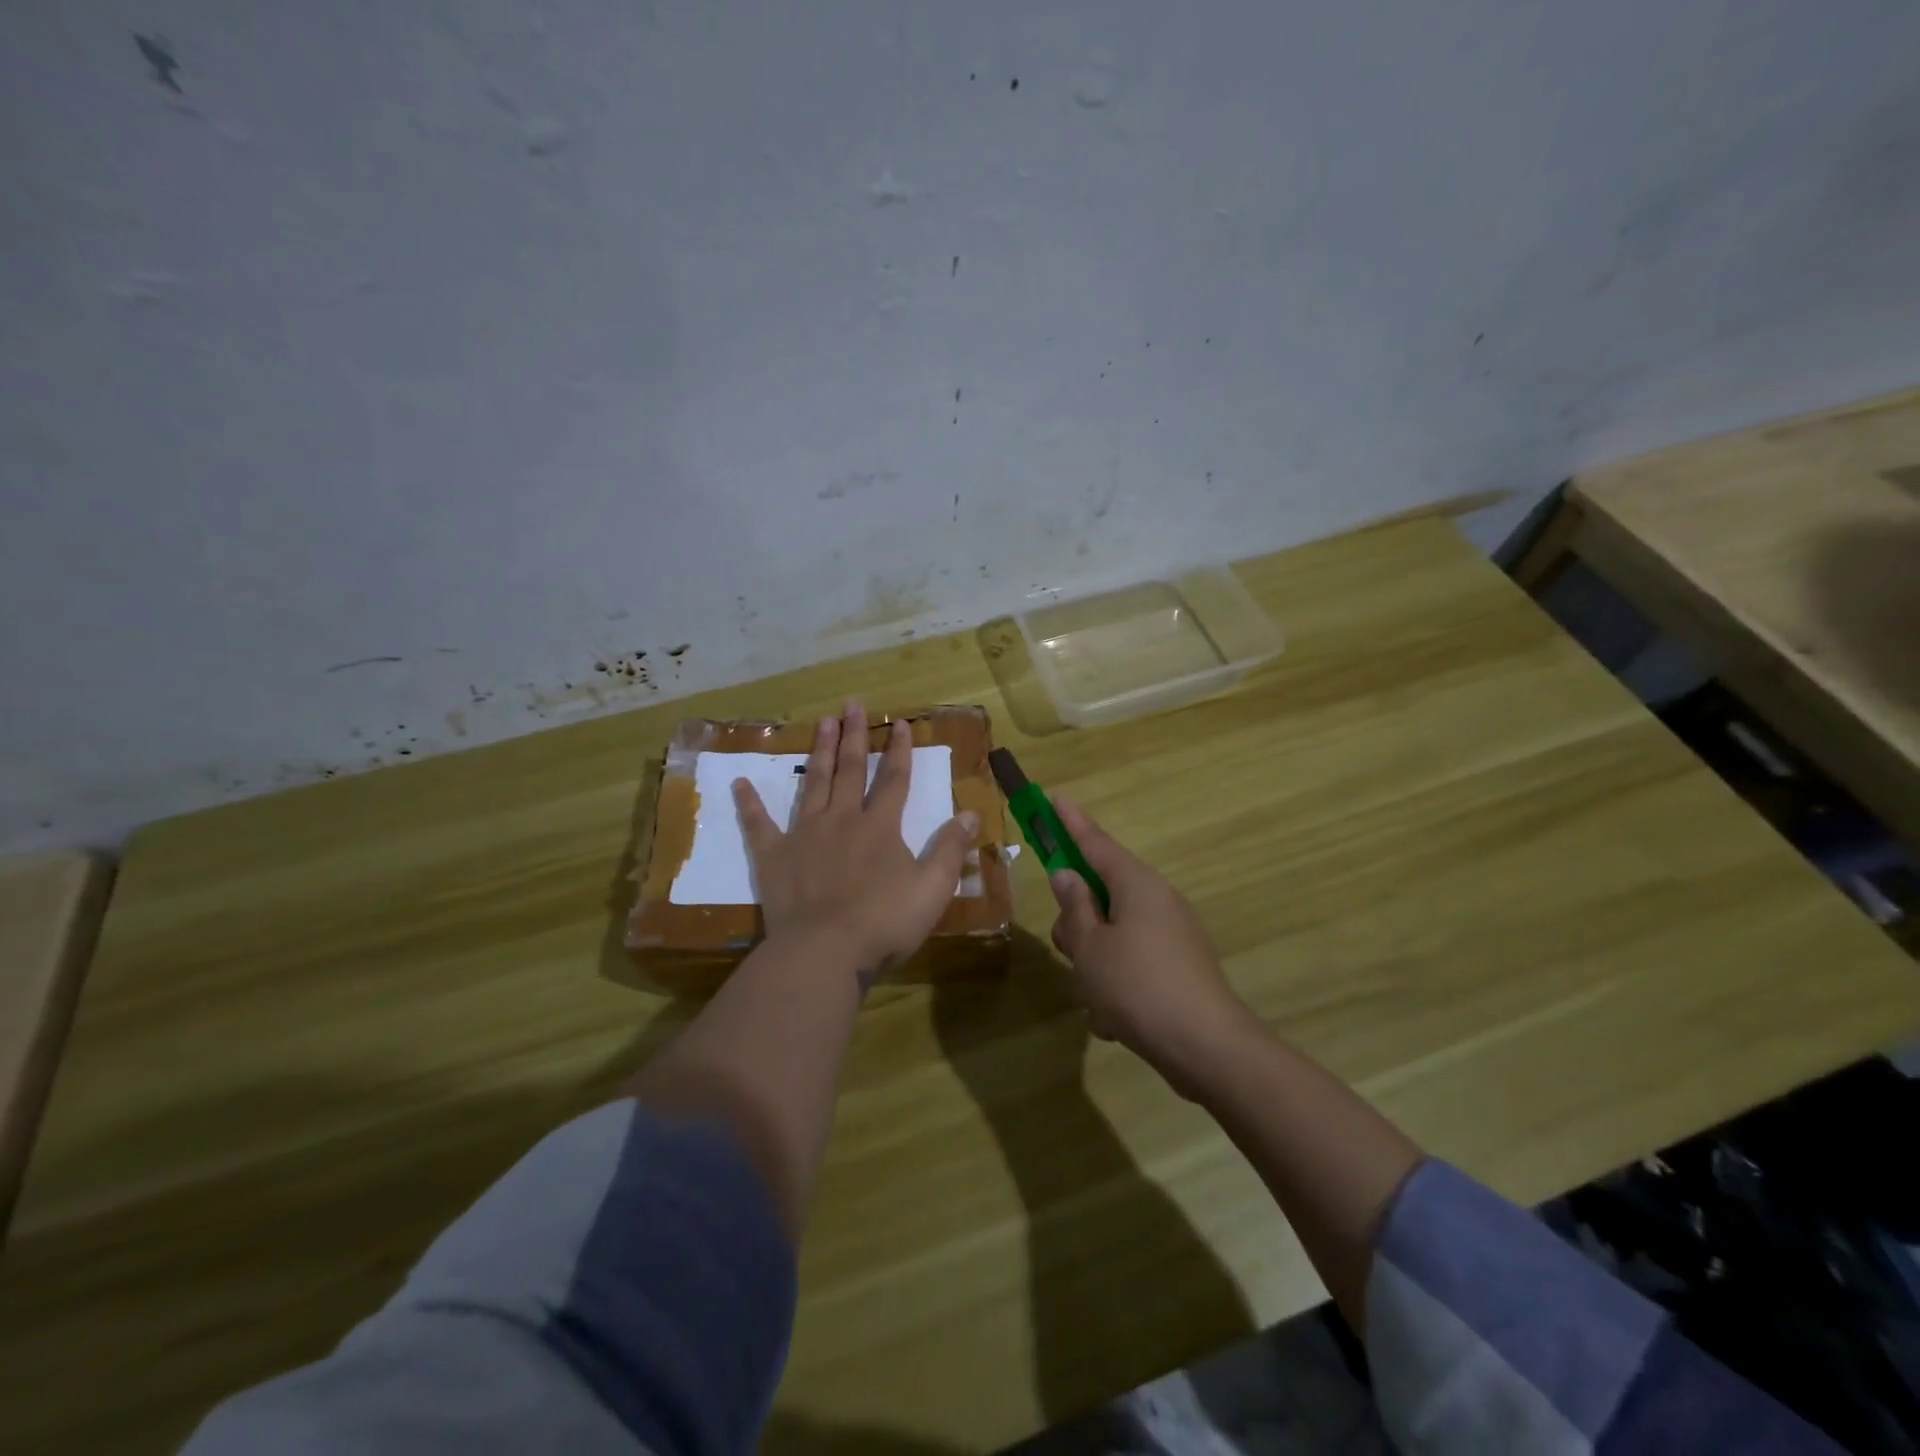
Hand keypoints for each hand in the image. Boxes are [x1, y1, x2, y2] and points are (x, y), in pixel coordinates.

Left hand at [734, 702, 978, 982]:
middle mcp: (842, 820)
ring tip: (821, 722)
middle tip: (851, 704)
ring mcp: (804, 835)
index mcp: (880, 827)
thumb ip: (951, 849)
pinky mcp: (774, 857)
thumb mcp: (932, 889)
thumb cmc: (884, 923)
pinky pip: (759, 825)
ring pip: (813, 784)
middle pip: (849, 770)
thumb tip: (970, 813)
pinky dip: (749, 804)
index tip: (900, 723)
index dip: (899, 750)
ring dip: (818, 752)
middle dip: (853, 736)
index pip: (893, 779)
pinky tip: (739, 783)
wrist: (824, 952)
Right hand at [1047, 797, 1254, 1093]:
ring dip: (1094, 963)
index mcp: (1136, 885)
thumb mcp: (1090, 947)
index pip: (1095, 842)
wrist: (1208, 1048)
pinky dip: (1116, 986)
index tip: (1054, 798)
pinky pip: (1131, 963)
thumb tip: (1067, 875)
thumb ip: (1074, 908)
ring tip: (1097, 1001)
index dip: (1070, 822)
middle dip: (1077, 924)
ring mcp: (1170, 934)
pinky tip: (1115, 1021)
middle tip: (1070, 952)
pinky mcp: (1177, 966)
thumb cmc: (1138, 987)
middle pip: (1100, 894)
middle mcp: (1156, 900)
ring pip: (1111, 934)